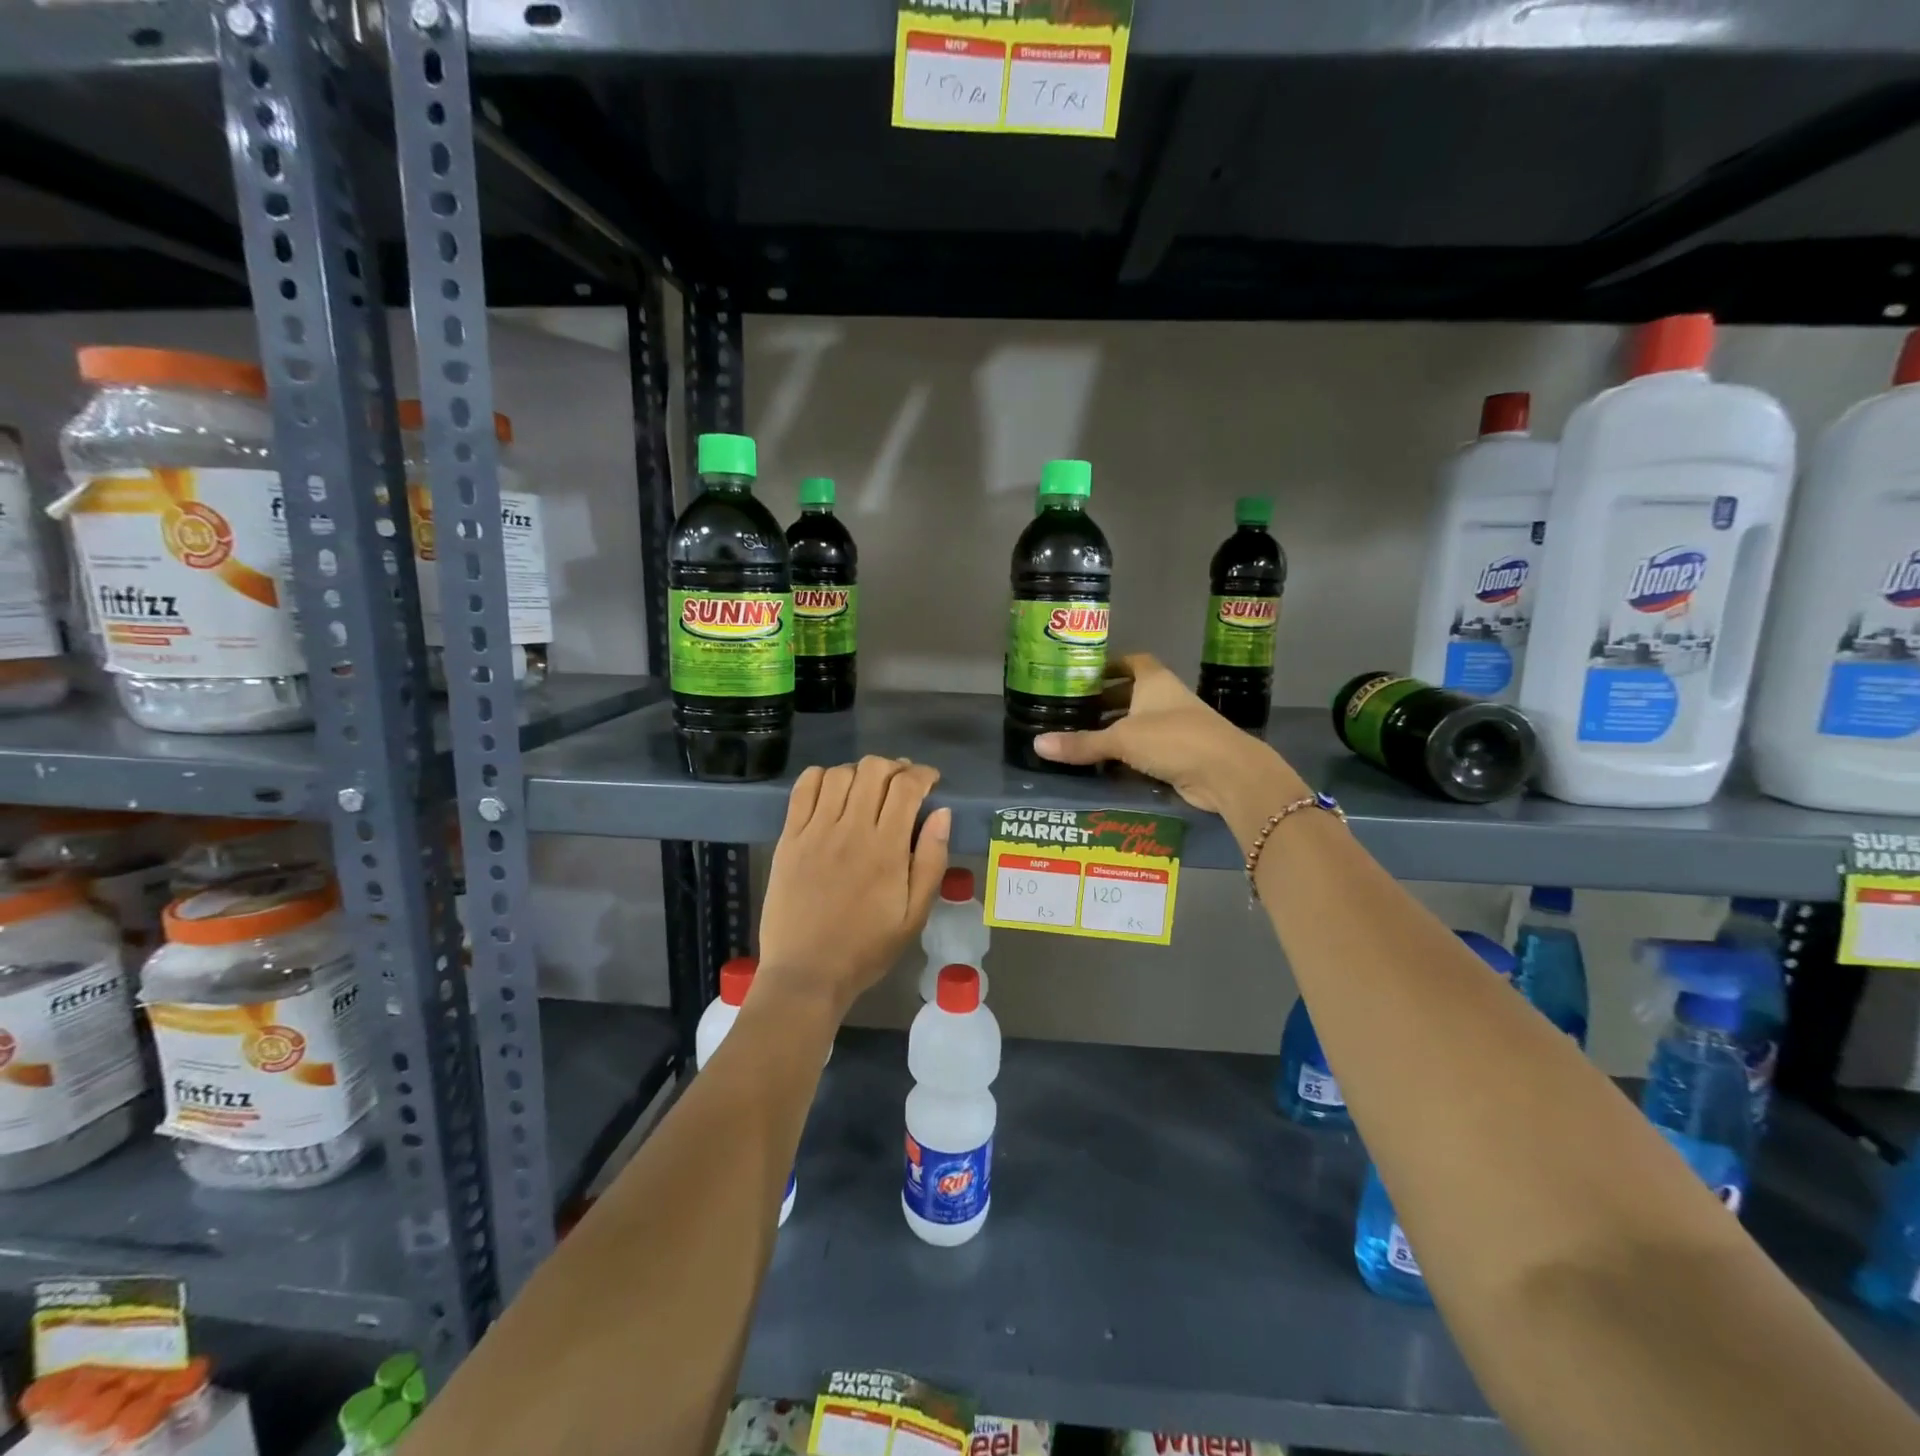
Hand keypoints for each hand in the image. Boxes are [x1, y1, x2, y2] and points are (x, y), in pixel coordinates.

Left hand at [757, 756, 951, 1018]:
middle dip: (895, 767)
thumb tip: (942, 813)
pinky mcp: (790, 838)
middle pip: (874, 770)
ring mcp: (815, 831)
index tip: (931, 781)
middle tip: (902, 784)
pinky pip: (804, 789)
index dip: (923, 774)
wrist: (807, 973)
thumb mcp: (915, 915)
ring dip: (861, 772)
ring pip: (840, 773)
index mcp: (887, 849)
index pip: (907, 787)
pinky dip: (822, 776)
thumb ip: (931, 861)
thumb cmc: (867, 948)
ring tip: (869, 788)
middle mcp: (851, 830)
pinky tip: (833, 789)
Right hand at [1034, 653, 1303, 812]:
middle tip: (1073, 710)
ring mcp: (1176, 727)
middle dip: (1106, 701)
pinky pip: (1147, 751)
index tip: (1085, 674)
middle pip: (1132, 694)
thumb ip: (1081, 743)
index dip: (1111, 665)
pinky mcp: (1180, 755)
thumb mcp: (1121, 739)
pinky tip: (1104, 766)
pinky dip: (1128, 756)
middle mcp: (1166, 699)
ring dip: (1116, 731)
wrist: (1226, 773)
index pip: (1132, 662)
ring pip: (1139, 724)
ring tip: (1081, 738)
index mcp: (1155, 682)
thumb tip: (1037, 744)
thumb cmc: (1174, 739)